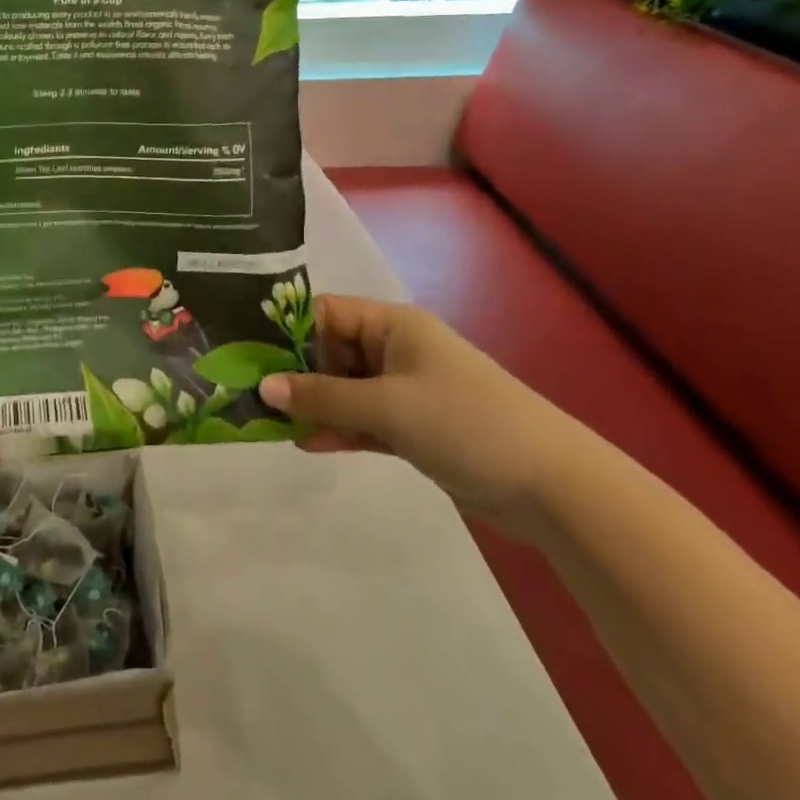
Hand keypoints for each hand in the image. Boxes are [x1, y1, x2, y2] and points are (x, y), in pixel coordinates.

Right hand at [256, 296, 583, 536]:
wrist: (551, 486)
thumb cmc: (464, 421)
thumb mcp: (385, 405)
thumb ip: (322, 396)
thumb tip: (264, 387)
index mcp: (393, 325)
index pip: (326, 313)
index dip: (288, 330)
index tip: (248, 353)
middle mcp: (396, 350)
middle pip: (331, 352)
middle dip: (295, 373)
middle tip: (251, 394)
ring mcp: (406, 390)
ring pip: (345, 390)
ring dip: (314, 405)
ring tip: (268, 422)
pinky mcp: (414, 427)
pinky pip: (364, 420)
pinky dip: (339, 429)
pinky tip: (307, 442)